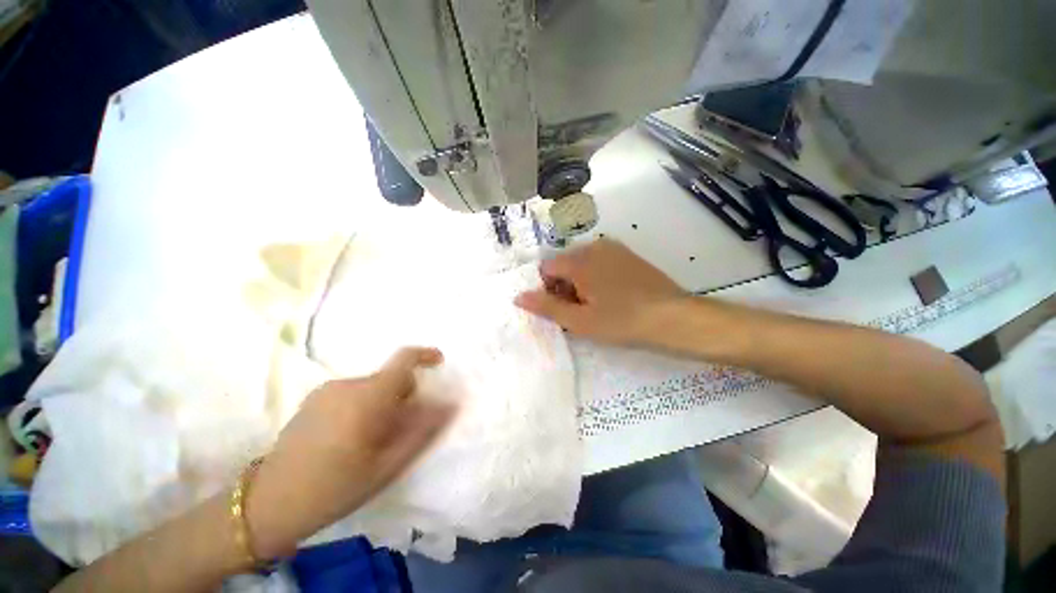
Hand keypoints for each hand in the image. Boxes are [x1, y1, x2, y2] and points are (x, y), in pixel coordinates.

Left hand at [247, 347, 455, 557]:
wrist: (268, 504)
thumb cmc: (335, 487)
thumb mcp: (387, 465)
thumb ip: (422, 430)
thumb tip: (450, 405)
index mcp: (367, 396)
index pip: (403, 360)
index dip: (425, 355)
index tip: (439, 362)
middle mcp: (347, 384)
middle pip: (390, 378)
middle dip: (405, 395)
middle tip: (402, 429)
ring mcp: (326, 391)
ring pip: (372, 387)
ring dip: (384, 403)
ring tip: (374, 440)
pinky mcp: (313, 400)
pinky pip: (353, 393)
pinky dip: (364, 406)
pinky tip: (351, 439)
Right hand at [515, 239, 686, 345]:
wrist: (673, 317)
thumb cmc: (622, 321)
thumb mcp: (579, 320)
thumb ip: (546, 307)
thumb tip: (518, 296)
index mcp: (579, 260)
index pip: (546, 267)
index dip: (548, 289)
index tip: (563, 309)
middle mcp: (594, 246)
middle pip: (564, 264)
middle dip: (564, 286)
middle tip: (581, 311)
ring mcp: (614, 248)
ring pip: (582, 264)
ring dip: (581, 283)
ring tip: (598, 306)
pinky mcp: (628, 254)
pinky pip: (600, 263)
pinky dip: (597, 277)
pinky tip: (613, 296)